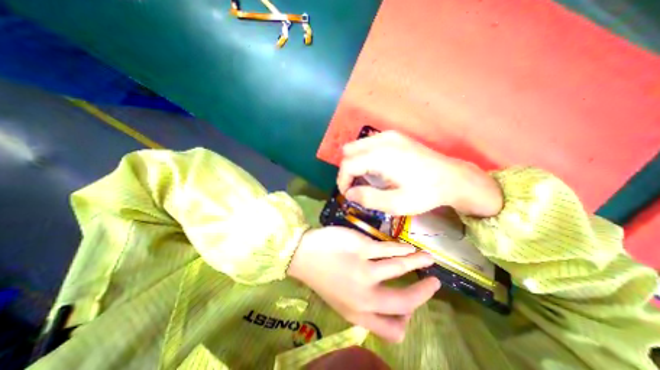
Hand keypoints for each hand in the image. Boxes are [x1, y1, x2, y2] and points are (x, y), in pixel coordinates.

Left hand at [288, 227, 436, 342]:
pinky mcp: (361, 248)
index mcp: (358, 313)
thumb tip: (394, 304)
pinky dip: (403, 249)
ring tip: (427, 258)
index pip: (394, 329)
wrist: (302, 254)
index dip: (409, 319)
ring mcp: (363, 270)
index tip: (413, 306)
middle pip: (405, 301)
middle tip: (436, 283)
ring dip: (418, 263)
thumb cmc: (322, 276)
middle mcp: (364, 296)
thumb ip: (366, 306)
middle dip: (424, 292)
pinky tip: (408, 247)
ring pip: (401, 268)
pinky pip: (389, 249)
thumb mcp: (342, 301)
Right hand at [337, 131, 503, 216]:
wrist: (452, 178)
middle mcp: (382, 140)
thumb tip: (349, 194)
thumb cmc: (425, 193)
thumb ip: (368, 199)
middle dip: (347, 170)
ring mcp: (388, 135)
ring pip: (357, 146)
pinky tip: (375, 169)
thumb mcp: (396, 204)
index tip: (348, 194)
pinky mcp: (394, 136)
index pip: (347, 164)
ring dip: (355, 162)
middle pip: (348, 152)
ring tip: (365, 179)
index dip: (342, 181)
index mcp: (381, 156)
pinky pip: (368, 143)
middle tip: (356, 186)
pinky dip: (364, 156)